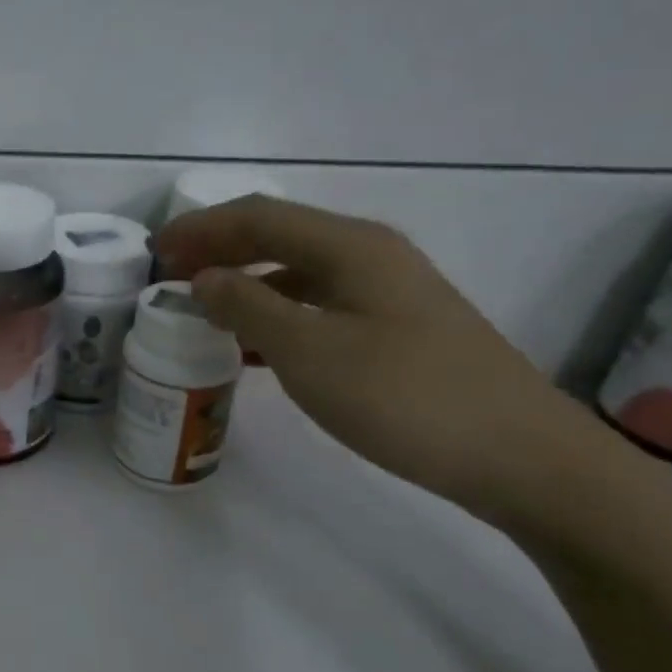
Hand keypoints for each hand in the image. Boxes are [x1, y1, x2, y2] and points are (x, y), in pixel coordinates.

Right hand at [154, 194, 616, 527]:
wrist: (518, 455)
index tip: (154, 252)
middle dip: (218, 250)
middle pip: (279, 236)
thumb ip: (248, 307)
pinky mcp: (395, 330)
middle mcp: (369, 256)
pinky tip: (251, 345)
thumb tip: (204, 279)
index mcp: (350, 246)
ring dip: (244, 284)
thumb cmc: (403, 396)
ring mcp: (386, 293)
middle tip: (169, 277)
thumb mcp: (309, 351)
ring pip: (297, 273)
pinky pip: (317, 307)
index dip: (200, 229)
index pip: (258, 216)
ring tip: (200, 309)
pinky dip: (274, 315)